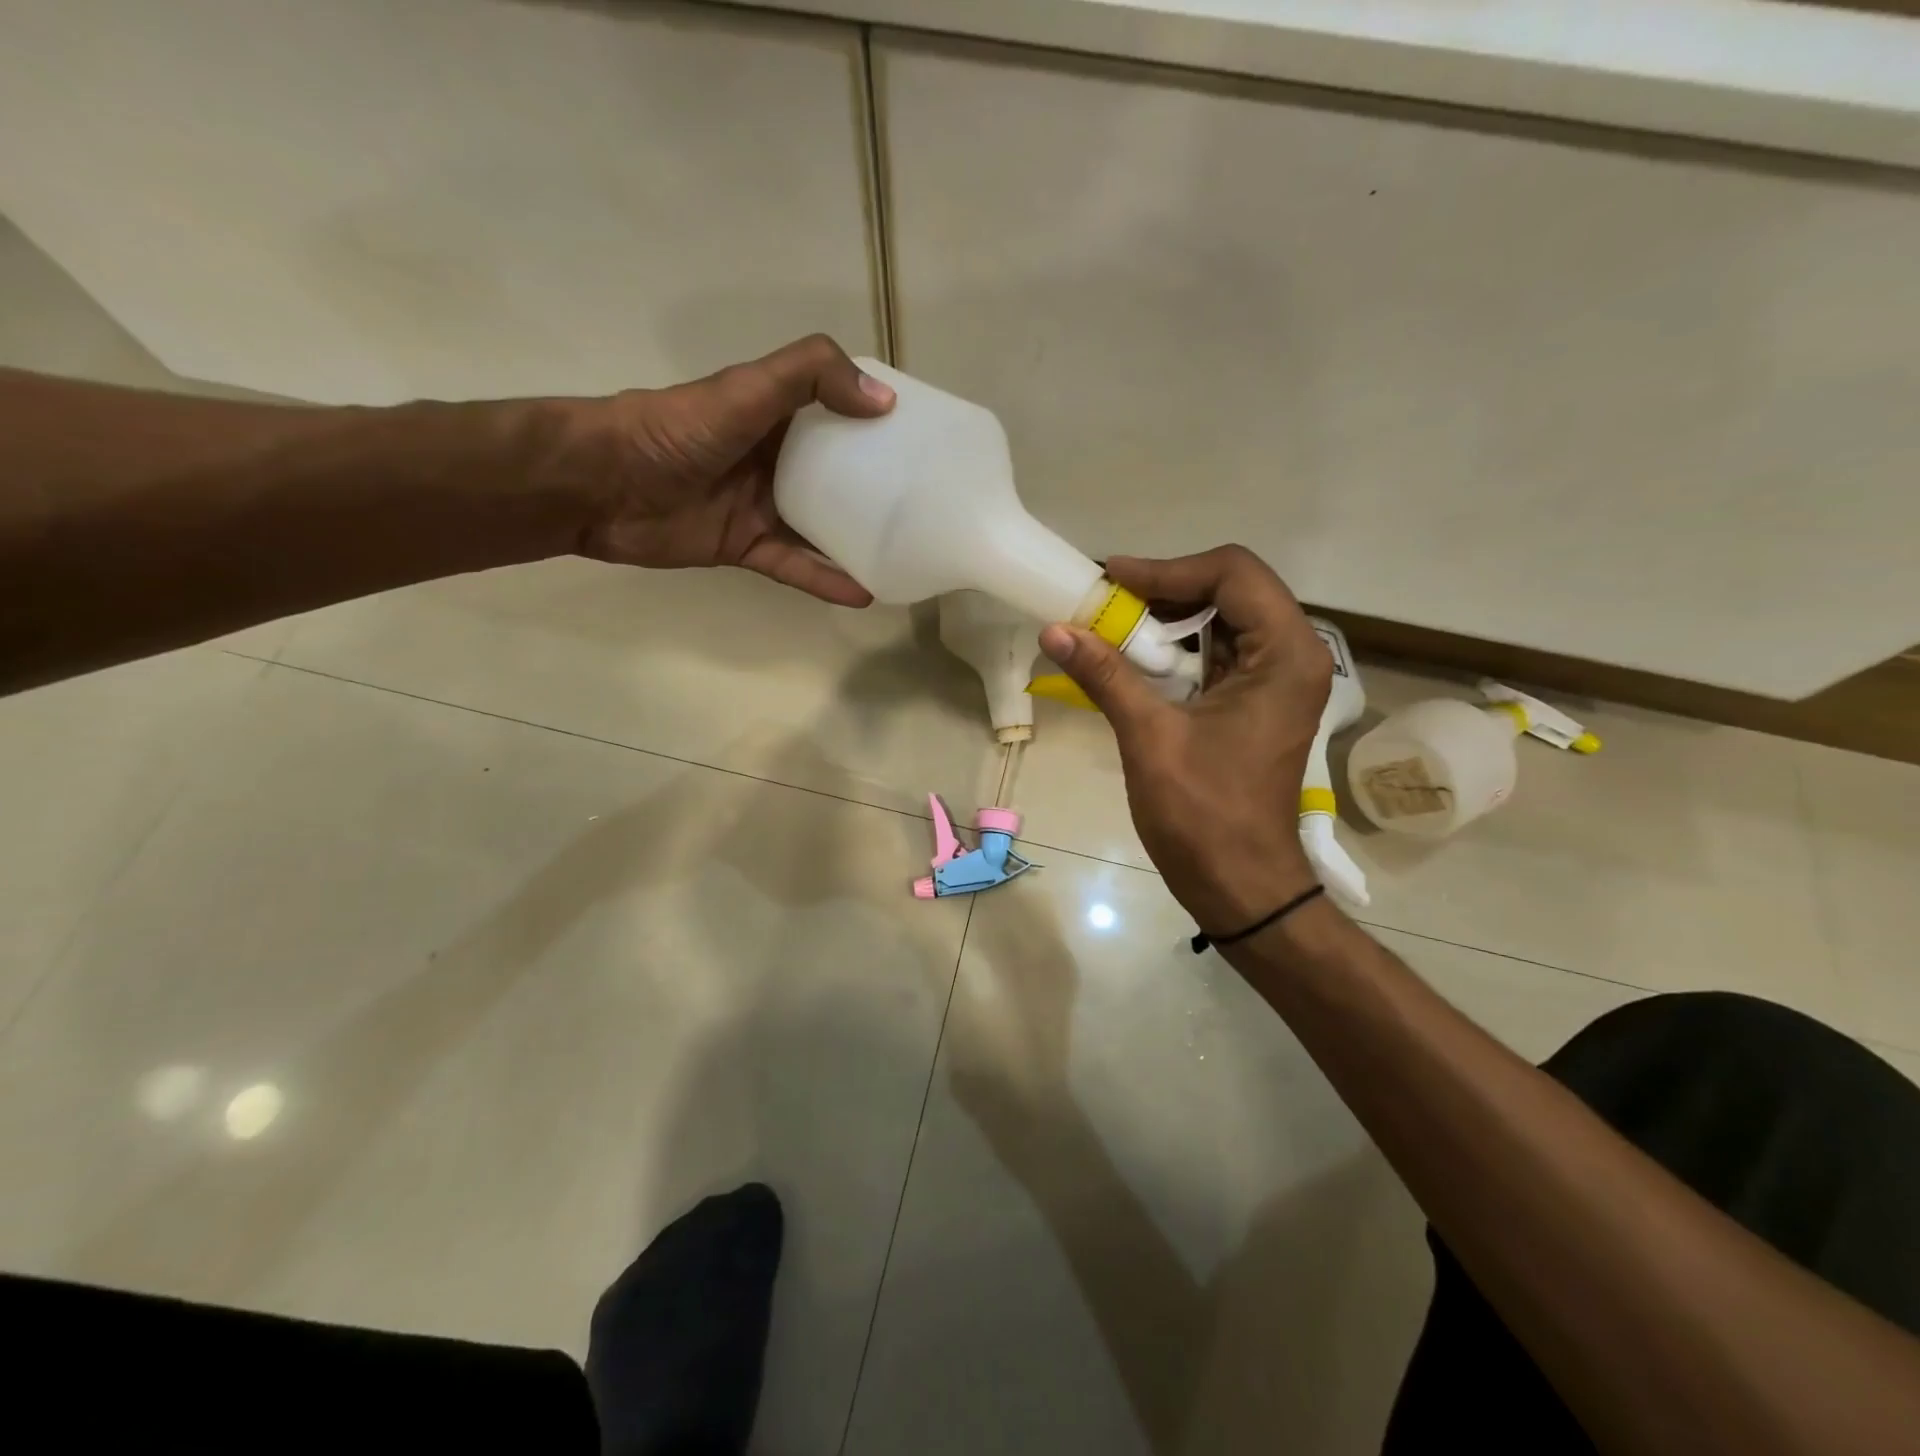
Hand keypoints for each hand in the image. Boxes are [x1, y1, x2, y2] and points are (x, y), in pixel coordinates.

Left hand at [565, 334, 893, 604]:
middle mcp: (775, 459)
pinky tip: (865, 593)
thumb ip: (810, 377)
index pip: (839, 412)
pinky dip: (826, 580)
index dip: (878, 421)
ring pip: (822, 526)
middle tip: (926, 504)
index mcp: (777, 414)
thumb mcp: (746, 388)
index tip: (924, 439)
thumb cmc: (676, 431)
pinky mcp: (746, 547)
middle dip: (879, 487)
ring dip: (859, 540)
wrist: (603, 485)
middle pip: (838, 474)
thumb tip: (884, 400)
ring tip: (905, 554)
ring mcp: (762, 506)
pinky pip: (795, 565)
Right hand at [1036, 545, 1331, 933]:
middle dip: (1166, 589)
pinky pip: (1219, 655)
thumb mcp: (1150, 736)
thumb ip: (1105, 675)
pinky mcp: (1258, 703)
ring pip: (1224, 620)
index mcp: (1286, 654)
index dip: (1167, 568)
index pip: (1233, 573)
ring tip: (1112, 624)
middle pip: (1231, 590)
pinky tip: (1135, 659)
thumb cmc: (1204, 814)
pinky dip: (1177, 649)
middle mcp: (1294, 656)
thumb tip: (1054, 630)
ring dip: (1169, 619)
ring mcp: (1278, 681)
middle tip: (1106, 600)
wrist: (1241, 884)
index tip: (1111, 579)